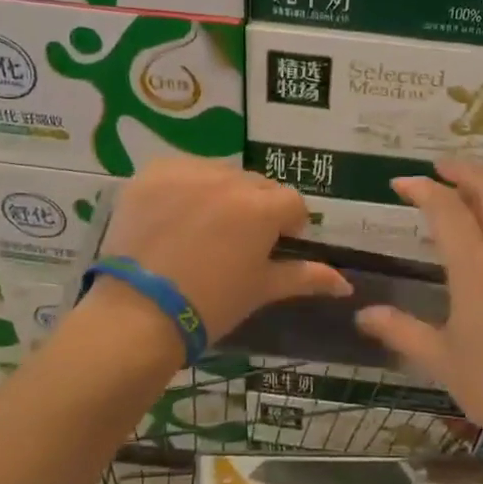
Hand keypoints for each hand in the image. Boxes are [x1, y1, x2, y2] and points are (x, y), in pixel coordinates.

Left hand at [97, 159, 350, 344]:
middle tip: (235, 242)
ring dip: (220, 193)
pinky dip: (184, 187)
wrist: (138, 313)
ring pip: (220, 174)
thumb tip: (345, 282)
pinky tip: (173, 217)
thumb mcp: (261, 290)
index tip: (271, 247)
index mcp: (262, 207)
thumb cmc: (210, 306)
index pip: (292, 202)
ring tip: (200, 230)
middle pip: (256, 185)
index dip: (287, 226)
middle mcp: (229, 179)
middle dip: (255, 208)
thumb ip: (305, 277)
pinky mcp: (153, 172)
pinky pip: (182, 170)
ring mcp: (188, 171)